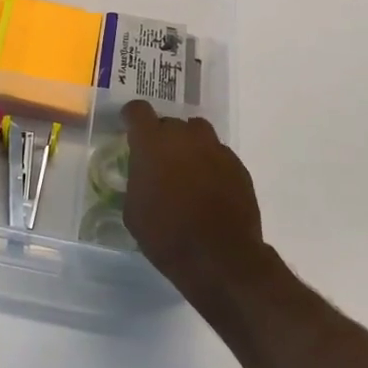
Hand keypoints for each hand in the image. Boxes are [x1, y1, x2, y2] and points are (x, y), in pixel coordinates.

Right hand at [121, 100, 268, 309]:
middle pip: (170, 122)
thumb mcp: (134, 210)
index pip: (138, 110)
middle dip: (162, 137)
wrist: (220, 257)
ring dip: (189, 146)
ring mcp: (215, 148)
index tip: (129, 129)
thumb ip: (137, 181)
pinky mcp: (238, 166)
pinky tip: (209, 189)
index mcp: (152, 143)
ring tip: (186, 171)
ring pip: (198, 133)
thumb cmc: (166, 235)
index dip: (132, 118)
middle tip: (159, 162)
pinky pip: (218, 154)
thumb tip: (144, 176)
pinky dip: (210, 164)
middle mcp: (184, 136)